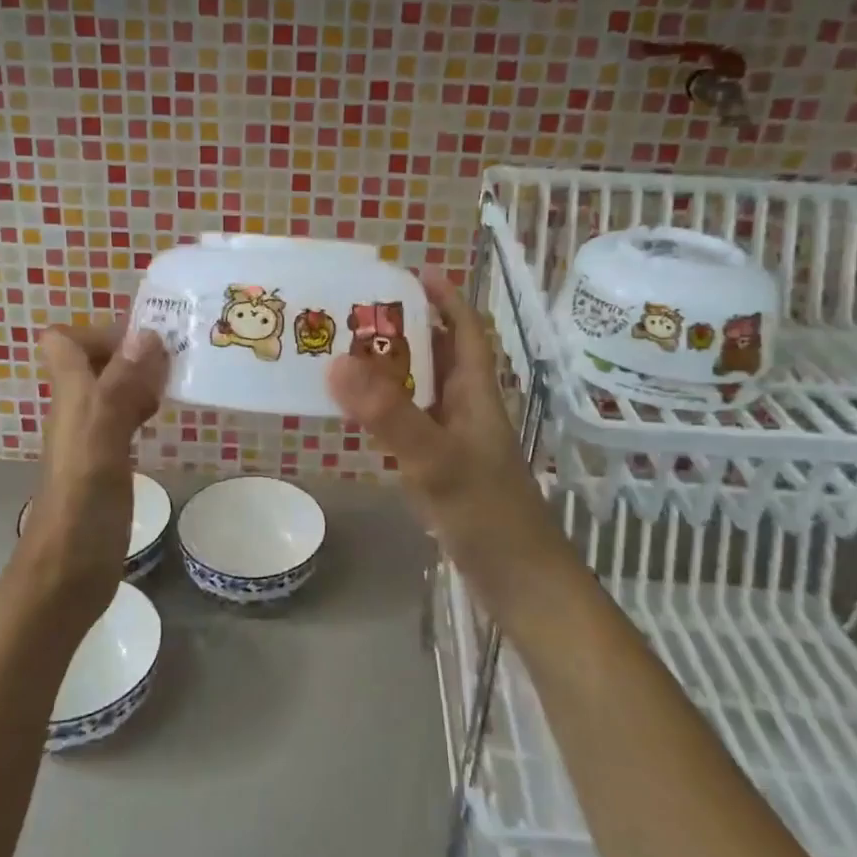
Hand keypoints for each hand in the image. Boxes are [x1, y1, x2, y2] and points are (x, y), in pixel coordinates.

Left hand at [21, 324, 168, 625]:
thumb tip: (146, 333)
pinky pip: (125, 416)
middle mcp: (77, 410)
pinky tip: (168, 416)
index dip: (101, 332)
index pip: (63, 341)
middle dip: (135, 348)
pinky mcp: (106, 462)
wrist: (64, 580)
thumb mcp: (102, 442)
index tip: (148, 341)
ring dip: (144, 375)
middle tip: (180, 357)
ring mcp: (91, 437)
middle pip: (95, 360)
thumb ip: (120, 389)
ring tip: (183, 379)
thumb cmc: (81, 510)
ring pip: (113, 386)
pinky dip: (146, 406)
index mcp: (71, 398)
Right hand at [326, 271, 553, 584]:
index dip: (446, 298)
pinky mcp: (443, 470)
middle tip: (354, 313)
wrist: (519, 583)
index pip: (467, 330)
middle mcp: (468, 409)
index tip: (411, 273)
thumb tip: (337, 362)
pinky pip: (410, 424)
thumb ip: (390, 415)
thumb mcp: (438, 460)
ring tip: (344, 353)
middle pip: (439, 354)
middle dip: (403, 329)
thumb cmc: (488, 515)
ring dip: (391, 369)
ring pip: (422, 390)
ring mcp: (456, 441)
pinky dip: (386, 411)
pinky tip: (357, 415)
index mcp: (477, 394)